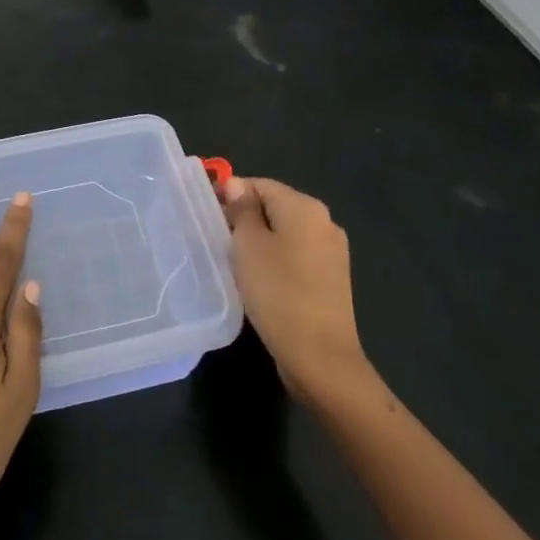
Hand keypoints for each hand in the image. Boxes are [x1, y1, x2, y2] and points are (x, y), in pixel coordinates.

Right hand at [221, 176, 373, 403]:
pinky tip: (261, 280)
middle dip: (244, 218)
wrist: (319, 356)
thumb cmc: (277, 292)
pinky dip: (277, 259)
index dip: (229, 194)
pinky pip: (297, 255)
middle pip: (274, 206)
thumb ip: (241, 209)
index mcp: (305, 207)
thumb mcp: (248, 245)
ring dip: (260, 240)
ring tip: (235, 262)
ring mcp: (332, 251)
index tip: (207, 215)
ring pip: (286, 232)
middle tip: (217, 240)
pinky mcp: (332, 277)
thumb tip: (236, 184)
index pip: (258, 184)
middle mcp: (325, 222)